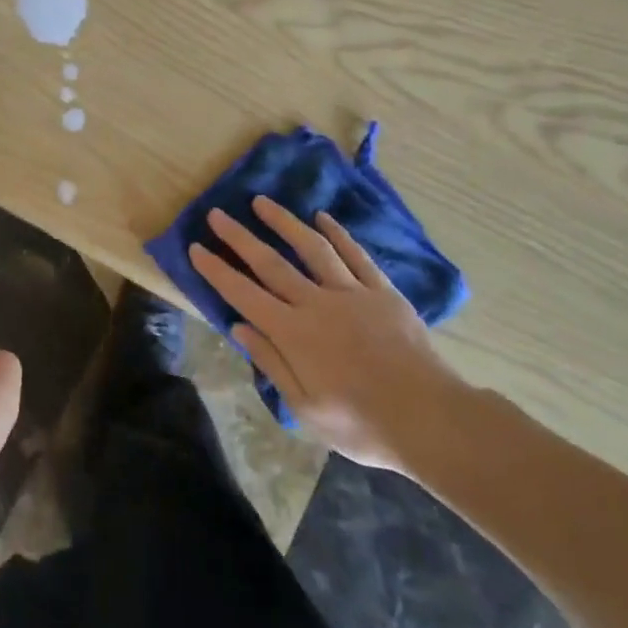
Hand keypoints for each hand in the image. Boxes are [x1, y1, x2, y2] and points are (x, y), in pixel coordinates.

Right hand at [189, 197, 466, 473]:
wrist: (431, 419)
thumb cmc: (362, 425)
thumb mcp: (306, 409)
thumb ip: (272, 363)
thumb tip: (239, 328)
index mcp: (293, 334)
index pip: (244, 294)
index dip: (217, 271)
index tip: (196, 247)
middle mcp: (317, 304)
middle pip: (271, 263)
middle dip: (240, 237)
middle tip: (217, 214)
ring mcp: (352, 294)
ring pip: (312, 248)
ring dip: (284, 223)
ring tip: (262, 202)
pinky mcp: (383, 292)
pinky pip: (357, 256)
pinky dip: (338, 234)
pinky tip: (323, 218)